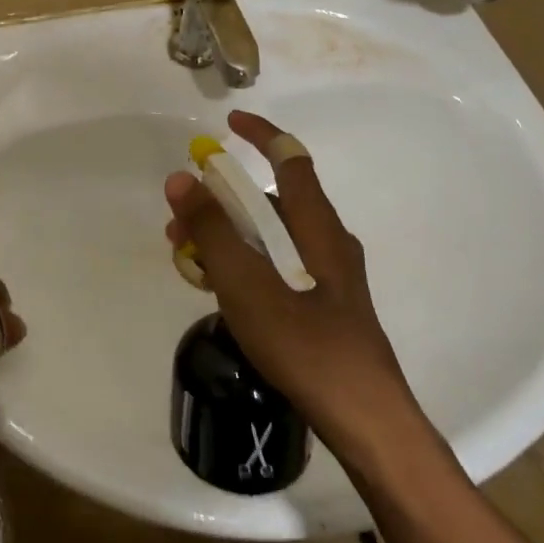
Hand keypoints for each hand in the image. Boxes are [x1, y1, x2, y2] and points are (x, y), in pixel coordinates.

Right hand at [164, 111, 420, 453]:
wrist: (363, 418)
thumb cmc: (306, 345)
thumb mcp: (246, 284)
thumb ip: (212, 230)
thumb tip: (181, 178)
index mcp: (317, 227)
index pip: (290, 159)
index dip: (260, 134)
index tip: (227, 123)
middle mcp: (326, 241)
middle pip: (270, 200)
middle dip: (221, 199)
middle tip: (180, 217)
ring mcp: (326, 274)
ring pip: (269, 236)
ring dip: (226, 234)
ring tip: (186, 256)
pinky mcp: (321, 302)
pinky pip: (274, 264)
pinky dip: (242, 262)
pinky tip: (215, 288)